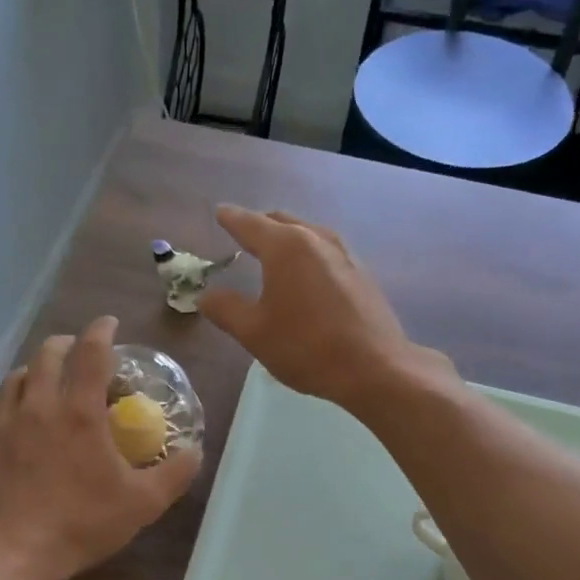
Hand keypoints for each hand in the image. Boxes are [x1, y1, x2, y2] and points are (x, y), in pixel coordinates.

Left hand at [0, 316, 202, 579]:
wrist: (13, 553)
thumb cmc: (82, 524)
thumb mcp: (142, 503)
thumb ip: (175, 473)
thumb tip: (196, 450)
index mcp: (79, 411)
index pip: (92, 352)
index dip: (102, 331)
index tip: (110, 325)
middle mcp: (38, 405)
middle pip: (47, 354)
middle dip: (66, 345)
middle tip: (78, 353)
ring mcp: (2, 423)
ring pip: (14, 378)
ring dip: (33, 372)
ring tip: (43, 382)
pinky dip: (1, 404)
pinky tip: (7, 416)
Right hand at [197, 206, 436, 409]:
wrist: (374, 366)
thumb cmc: (306, 347)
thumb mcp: (254, 332)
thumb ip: (226, 309)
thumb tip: (205, 296)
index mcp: (285, 247)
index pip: (249, 223)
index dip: (230, 219)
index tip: (219, 213)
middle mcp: (316, 239)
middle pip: (281, 222)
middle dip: (259, 225)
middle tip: (243, 233)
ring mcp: (344, 254)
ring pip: (307, 234)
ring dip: (287, 238)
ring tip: (274, 253)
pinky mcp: (362, 273)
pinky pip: (325, 252)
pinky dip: (307, 255)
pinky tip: (306, 276)